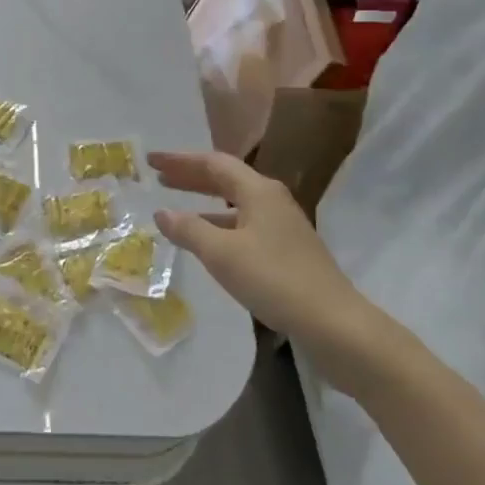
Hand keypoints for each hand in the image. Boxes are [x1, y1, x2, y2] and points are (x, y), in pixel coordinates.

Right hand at [148, 150, 394, 391]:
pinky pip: (244, 223)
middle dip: (190, 177)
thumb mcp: (222, 254)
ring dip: (204, 201)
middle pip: (225, 178)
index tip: (151, 160)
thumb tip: (162, 212)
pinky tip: (207, 241)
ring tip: (176, 207)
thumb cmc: (274, 279)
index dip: (179, 160)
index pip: (212, 162)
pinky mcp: (287, 250)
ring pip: (235, 202)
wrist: (334, 323)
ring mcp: (282, 225)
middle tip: (159, 177)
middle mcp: (271, 199)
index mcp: (258, 190)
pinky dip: (219, 224)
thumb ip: (189, 229)